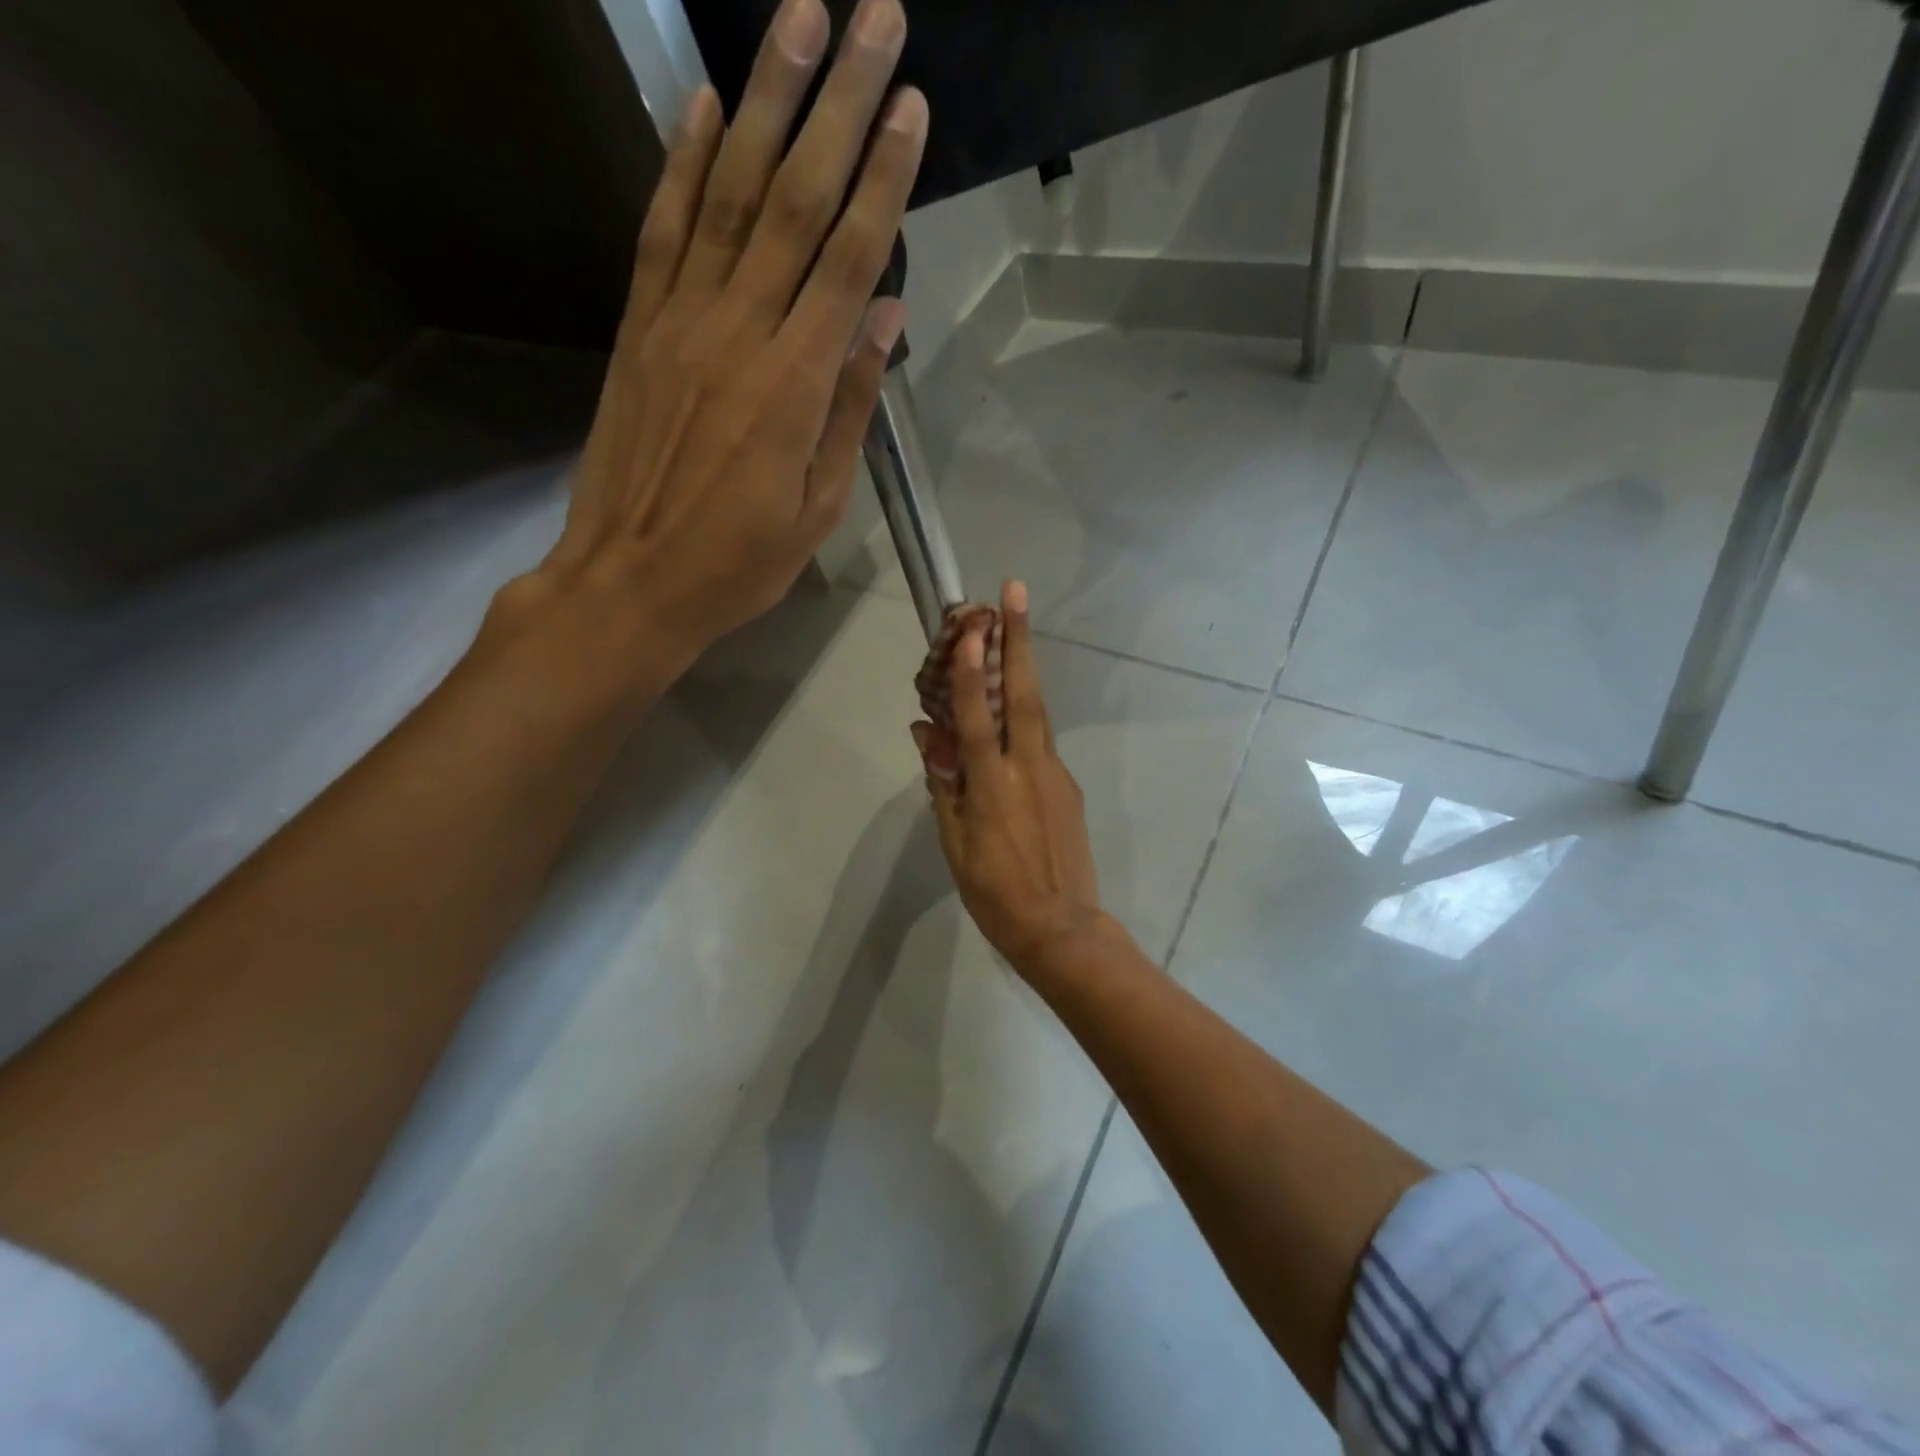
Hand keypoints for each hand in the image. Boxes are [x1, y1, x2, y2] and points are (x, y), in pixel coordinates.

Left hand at [516, 0, 925, 676]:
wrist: (630, 582)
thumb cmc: (738, 563)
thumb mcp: (818, 510)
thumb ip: (850, 409)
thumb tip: (884, 319)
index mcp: (792, 387)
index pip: (846, 261)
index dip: (882, 180)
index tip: (911, 107)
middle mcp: (736, 334)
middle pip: (793, 202)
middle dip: (838, 105)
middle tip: (873, 17)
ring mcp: (678, 322)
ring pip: (727, 193)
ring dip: (766, 99)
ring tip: (799, 17)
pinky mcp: (638, 328)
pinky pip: (663, 229)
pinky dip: (685, 160)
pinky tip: (706, 101)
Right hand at [913, 582, 1112, 972]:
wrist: (1061, 929)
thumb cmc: (995, 893)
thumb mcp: (954, 843)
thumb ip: (943, 784)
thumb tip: (926, 735)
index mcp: (991, 785)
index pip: (977, 716)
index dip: (972, 670)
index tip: (975, 626)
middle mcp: (1027, 767)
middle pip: (1022, 694)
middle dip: (1019, 640)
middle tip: (1016, 591)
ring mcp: (1054, 774)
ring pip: (1037, 711)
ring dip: (1025, 668)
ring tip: (1014, 631)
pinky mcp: (1068, 785)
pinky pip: (1041, 742)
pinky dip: (1025, 718)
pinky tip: (1011, 715)